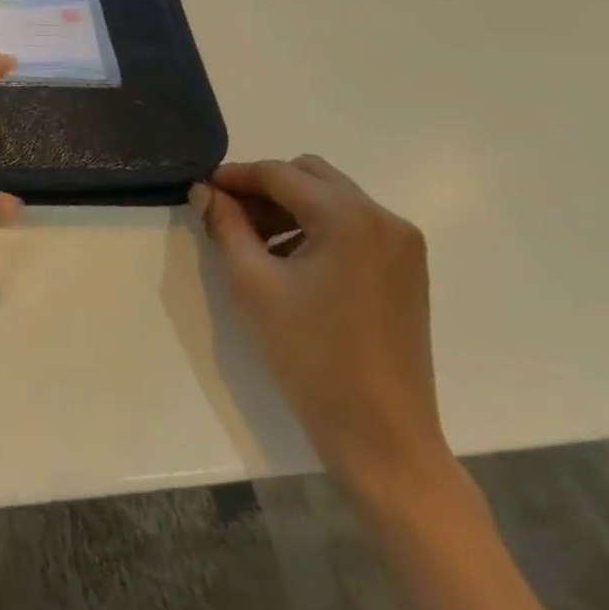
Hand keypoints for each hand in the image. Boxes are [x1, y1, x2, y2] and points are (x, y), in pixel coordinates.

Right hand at [189, 156, 450, 500]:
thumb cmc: (310, 355)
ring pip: (331, 199)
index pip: (279, 173)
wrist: (381, 436)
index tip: (201, 190)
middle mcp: (384, 218)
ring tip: (252, 242)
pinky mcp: (406, 270)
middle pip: (310, 176)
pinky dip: (315, 229)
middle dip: (263, 188)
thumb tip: (204, 191)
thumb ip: (225, 225)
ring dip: (288, 208)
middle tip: (226, 215)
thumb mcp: (253, 283)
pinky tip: (289, 262)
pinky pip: (352, 226)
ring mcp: (402, 245)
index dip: (235, 176)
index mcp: (349, 217)